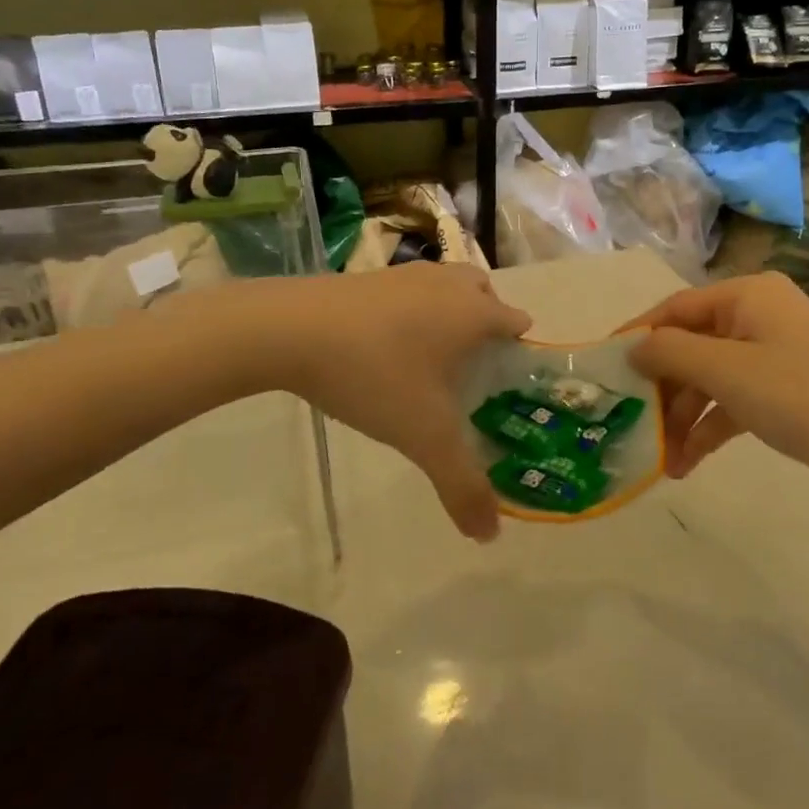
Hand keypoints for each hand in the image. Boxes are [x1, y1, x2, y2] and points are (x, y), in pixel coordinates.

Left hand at [273, 266, 530, 540]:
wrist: (291, 329)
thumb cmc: (374, 374)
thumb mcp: (423, 436)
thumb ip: (461, 484)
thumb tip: (491, 534)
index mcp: (473, 313)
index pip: (517, 323)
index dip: (517, 354)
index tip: (503, 388)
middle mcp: (447, 285)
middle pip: (484, 294)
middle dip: (486, 324)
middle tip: (468, 370)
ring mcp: (407, 274)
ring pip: (446, 286)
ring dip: (448, 313)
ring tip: (428, 358)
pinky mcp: (370, 275)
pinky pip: (409, 290)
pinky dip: (411, 310)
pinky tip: (386, 346)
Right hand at [625, 274, 808, 499]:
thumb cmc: (798, 396)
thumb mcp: (725, 371)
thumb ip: (669, 353)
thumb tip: (632, 348)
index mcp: (747, 295)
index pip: (675, 309)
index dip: (638, 336)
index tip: (603, 365)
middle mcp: (757, 315)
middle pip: (691, 346)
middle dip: (663, 390)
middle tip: (631, 421)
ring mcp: (772, 352)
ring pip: (710, 378)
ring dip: (683, 417)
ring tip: (661, 458)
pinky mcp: (783, 387)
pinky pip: (732, 399)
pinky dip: (710, 427)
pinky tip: (686, 463)